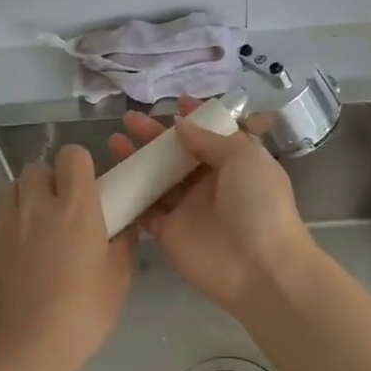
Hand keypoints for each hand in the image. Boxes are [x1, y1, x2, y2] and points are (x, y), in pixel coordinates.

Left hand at [0, 144, 134, 370]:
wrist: (24, 353)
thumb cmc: (82, 314)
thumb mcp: (119, 278)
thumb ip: (123, 241)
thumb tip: (123, 224)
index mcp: (75, 205)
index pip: (72, 155)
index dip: (79, 167)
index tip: (85, 189)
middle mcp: (35, 204)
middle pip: (37, 169)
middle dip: (48, 184)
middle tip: (59, 213)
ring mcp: (1, 223)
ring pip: (9, 191)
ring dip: (22, 202)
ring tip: (31, 232)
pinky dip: (0, 233)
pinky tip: (9, 260)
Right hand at [108, 100, 317, 316]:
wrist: (260, 268)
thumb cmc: (259, 204)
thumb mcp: (245, 157)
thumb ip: (210, 139)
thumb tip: (181, 125)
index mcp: (234, 163)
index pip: (211, 135)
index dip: (194, 119)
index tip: (175, 103)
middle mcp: (210, 184)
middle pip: (177, 154)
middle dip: (155, 136)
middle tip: (130, 120)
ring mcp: (188, 208)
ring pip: (157, 179)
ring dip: (137, 160)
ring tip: (114, 141)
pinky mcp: (168, 232)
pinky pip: (144, 209)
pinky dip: (129, 195)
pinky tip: (110, 176)